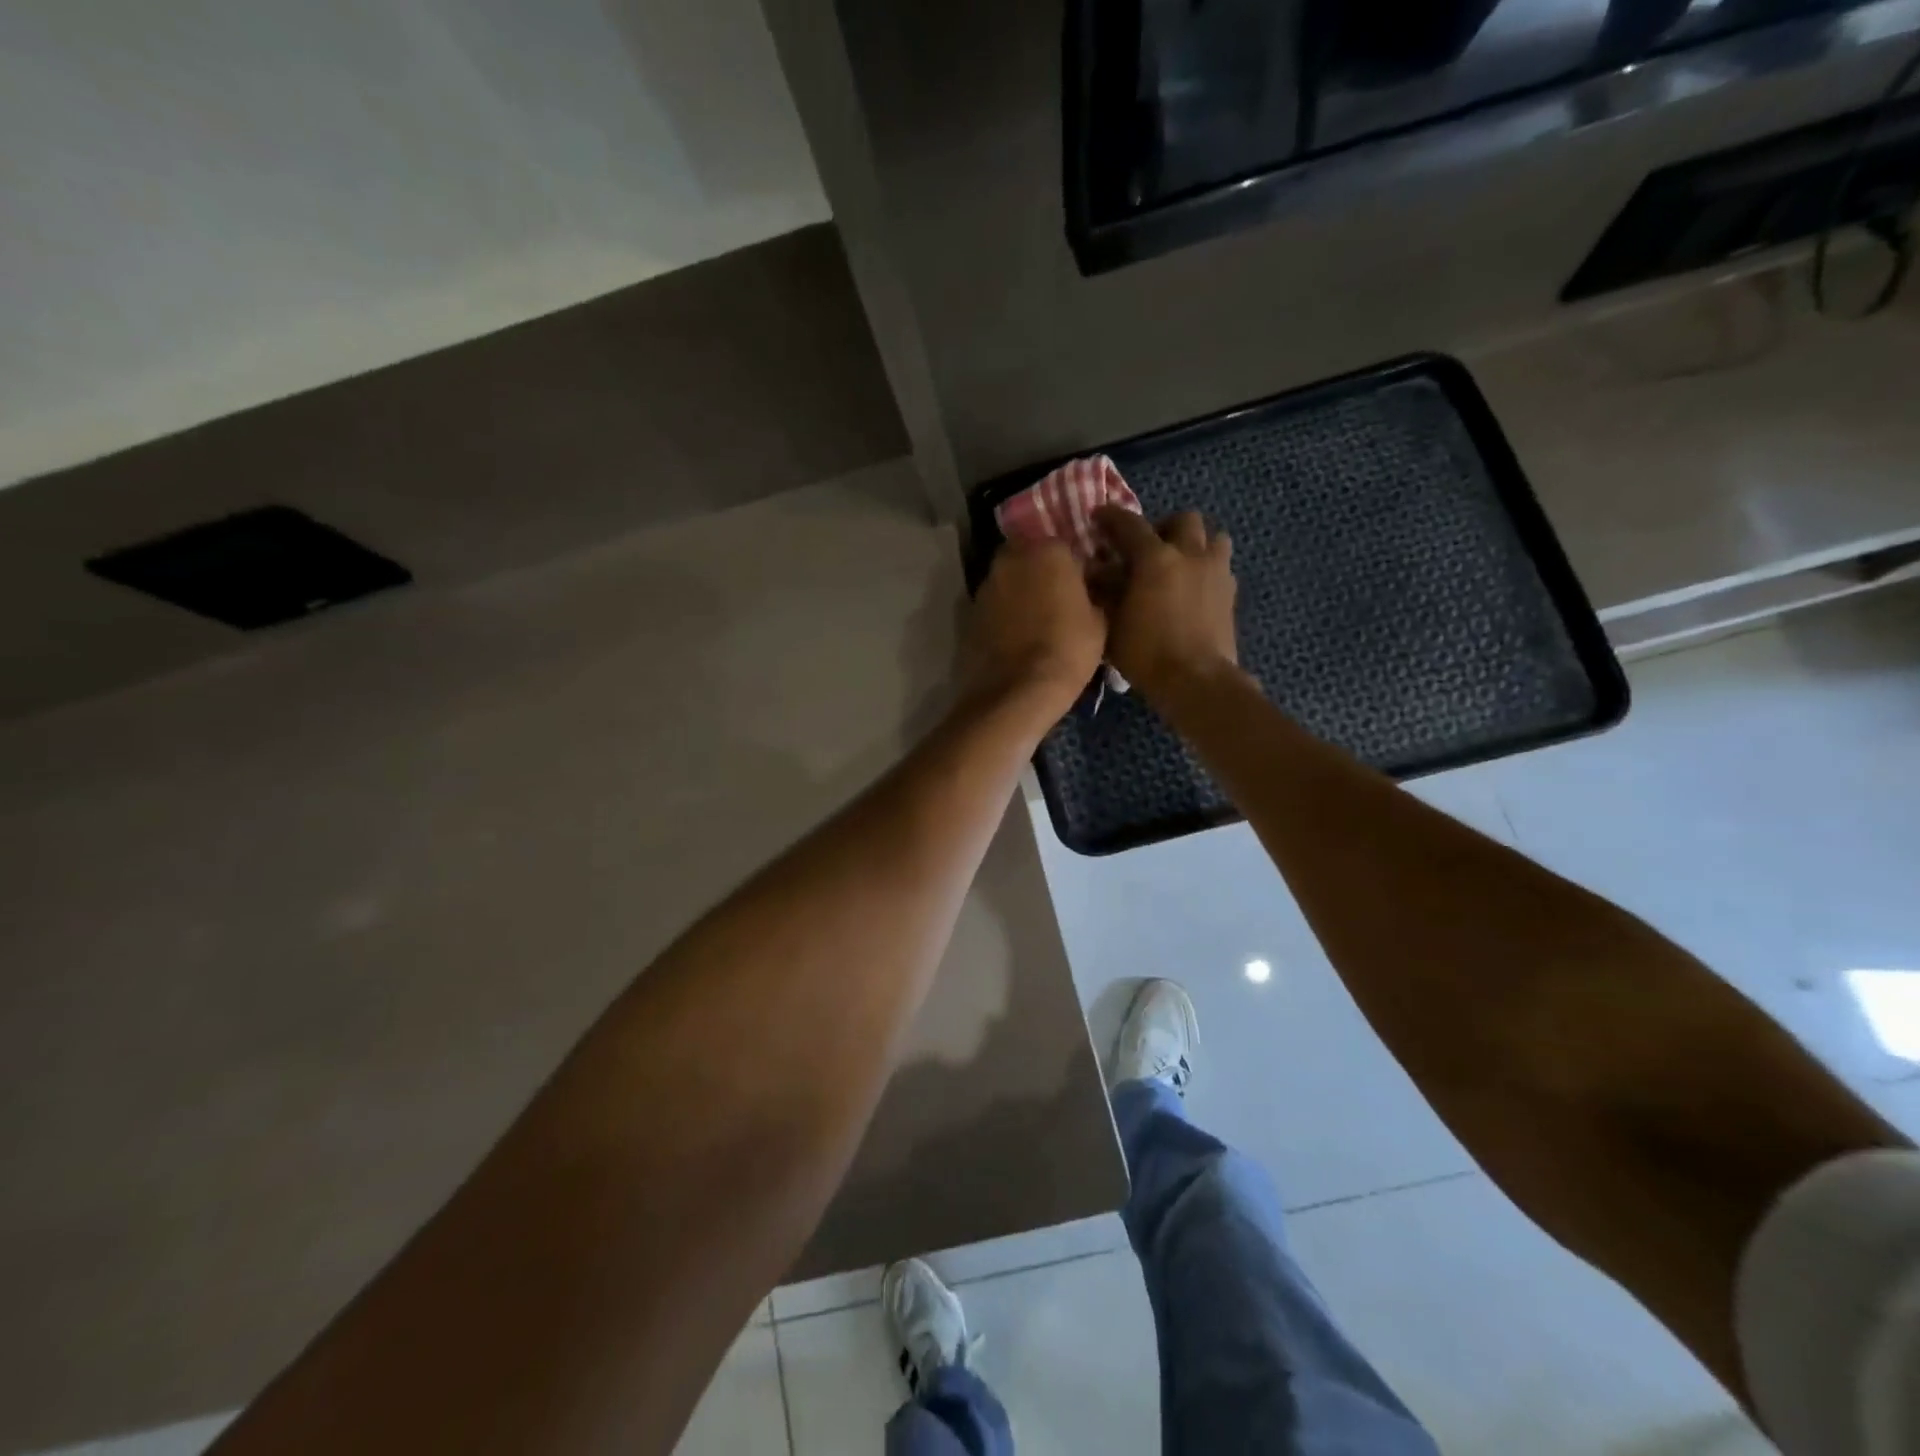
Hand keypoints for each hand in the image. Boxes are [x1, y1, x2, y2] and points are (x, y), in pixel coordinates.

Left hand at [961, 541, 1106, 720]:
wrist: (1016, 692)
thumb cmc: (1067, 651)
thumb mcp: (1100, 622)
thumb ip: (1095, 593)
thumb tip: (1092, 587)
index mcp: (1048, 551)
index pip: (1064, 545)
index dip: (1074, 566)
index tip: (1083, 586)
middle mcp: (1011, 558)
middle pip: (1029, 555)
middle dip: (1041, 572)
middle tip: (1058, 599)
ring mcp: (986, 585)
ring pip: (1008, 579)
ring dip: (1020, 591)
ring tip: (1036, 620)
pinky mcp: (970, 612)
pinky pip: (994, 605)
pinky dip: (1004, 613)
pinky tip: (1016, 635)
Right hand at [1093, 507, 1237, 700]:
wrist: (1197, 681)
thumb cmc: (1146, 653)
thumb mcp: (1112, 624)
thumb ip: (1104, 591)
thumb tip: (1096, 571)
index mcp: (1156, 558)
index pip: (1130, 524)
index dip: (1111, 517)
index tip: (1099, 517)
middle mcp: (1190, 555)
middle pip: (1184, 519)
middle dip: (1164, 527)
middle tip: (1148, 547)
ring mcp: (1216, 572)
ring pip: (1213, 537)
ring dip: (1195, 544)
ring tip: (1179, 564)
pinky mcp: (1231, 594)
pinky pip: (1221, 567)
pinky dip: (1207, 569)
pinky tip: (1194, 590)